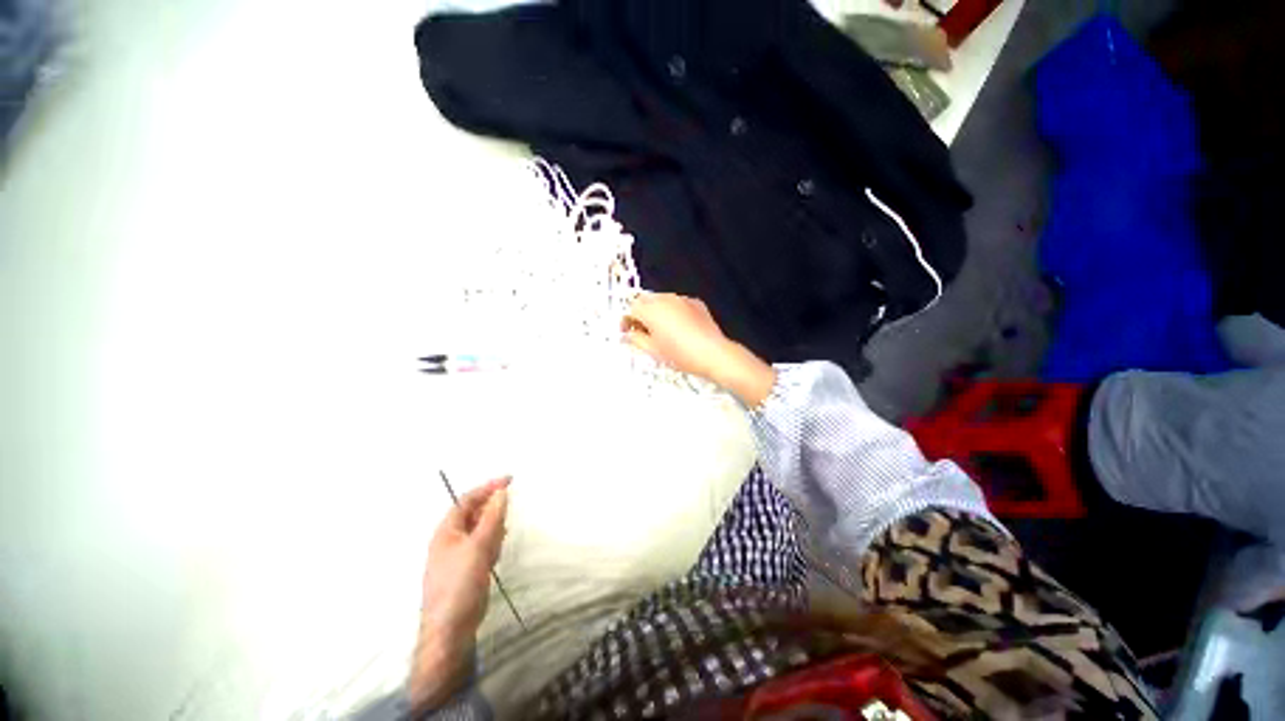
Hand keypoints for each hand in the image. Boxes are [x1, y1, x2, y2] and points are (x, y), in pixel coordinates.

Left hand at [411, 477, 509, 708]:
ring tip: (501, 537)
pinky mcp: (468, 569)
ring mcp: (459, 555)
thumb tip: (501, 492)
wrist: (450, 630)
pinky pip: (483, 546)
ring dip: (493, 528)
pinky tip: (497, 552)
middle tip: (509, 510)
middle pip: (474, 514)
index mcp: (446, 531)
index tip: (510, 480)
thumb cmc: (459, 584)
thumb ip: (491, 518)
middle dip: (491, 509)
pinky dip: (493, 543)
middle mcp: (451, 540)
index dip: (488, 488)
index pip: (467, 500)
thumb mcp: (478, 547)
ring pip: (481, 530)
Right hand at [622, 293, 775, 406]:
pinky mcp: (695, 303)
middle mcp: (665, 299)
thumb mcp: (653, 350)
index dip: (627, 321)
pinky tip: (679, 329)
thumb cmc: (680, 354)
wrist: (712, 353)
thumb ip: (635, 340)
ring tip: (662, 332)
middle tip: (643, 333)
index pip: (631, 308)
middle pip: (645, 301)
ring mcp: (681, 299)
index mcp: (651, 310)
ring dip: (657, 313)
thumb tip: (627, 335)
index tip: (628, 333)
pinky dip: (673, 313)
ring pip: (662, 301)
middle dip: (641, 315)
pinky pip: (678, 304)